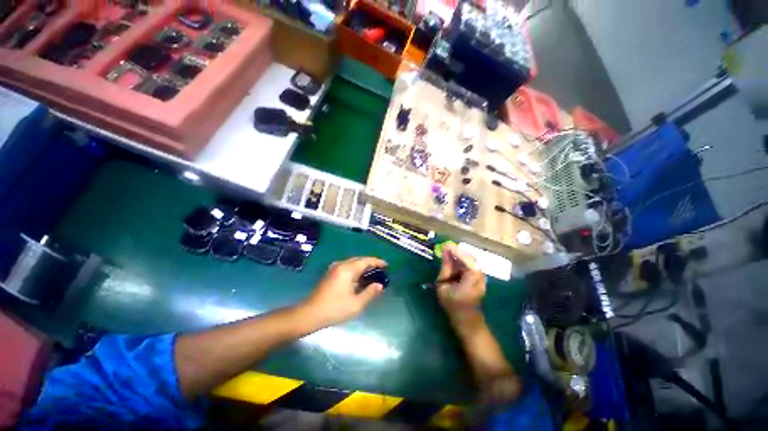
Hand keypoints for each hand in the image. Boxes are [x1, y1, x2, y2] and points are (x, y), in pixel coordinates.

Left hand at [301, 257, 386, 327]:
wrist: (310, 314)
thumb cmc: (335, 309)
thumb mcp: (356, 304)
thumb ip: (370, 293)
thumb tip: (379, 285)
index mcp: (347, 269)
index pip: (365, 261)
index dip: (377, 262)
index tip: (386, 265)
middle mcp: (341, 265)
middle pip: (359, 259)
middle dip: (370, 263)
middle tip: (380, 270)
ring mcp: (334, 268)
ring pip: (352, 263)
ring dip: (362, 266)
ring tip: (372, 274)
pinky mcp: (330, 274)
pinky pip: (346, 267)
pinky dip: (355, 270)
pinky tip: (359, 278)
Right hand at [435, 244, 485, 320]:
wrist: (466, 320)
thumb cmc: (452, 304)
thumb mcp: (443, 286)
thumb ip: (445, 268)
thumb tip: (445, 252)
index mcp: (471, 279)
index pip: (467, 260)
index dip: (457, 251)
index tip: (446, 245)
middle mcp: (479, 276)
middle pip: (470, 258)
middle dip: (458, 251)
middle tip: (445, 248)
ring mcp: (481, 277)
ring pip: (471, 260)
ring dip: (459, 256)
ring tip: (447, 253)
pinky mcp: (479, 277)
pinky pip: (471, 265)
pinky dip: (462, 261)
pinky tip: (453, 261)